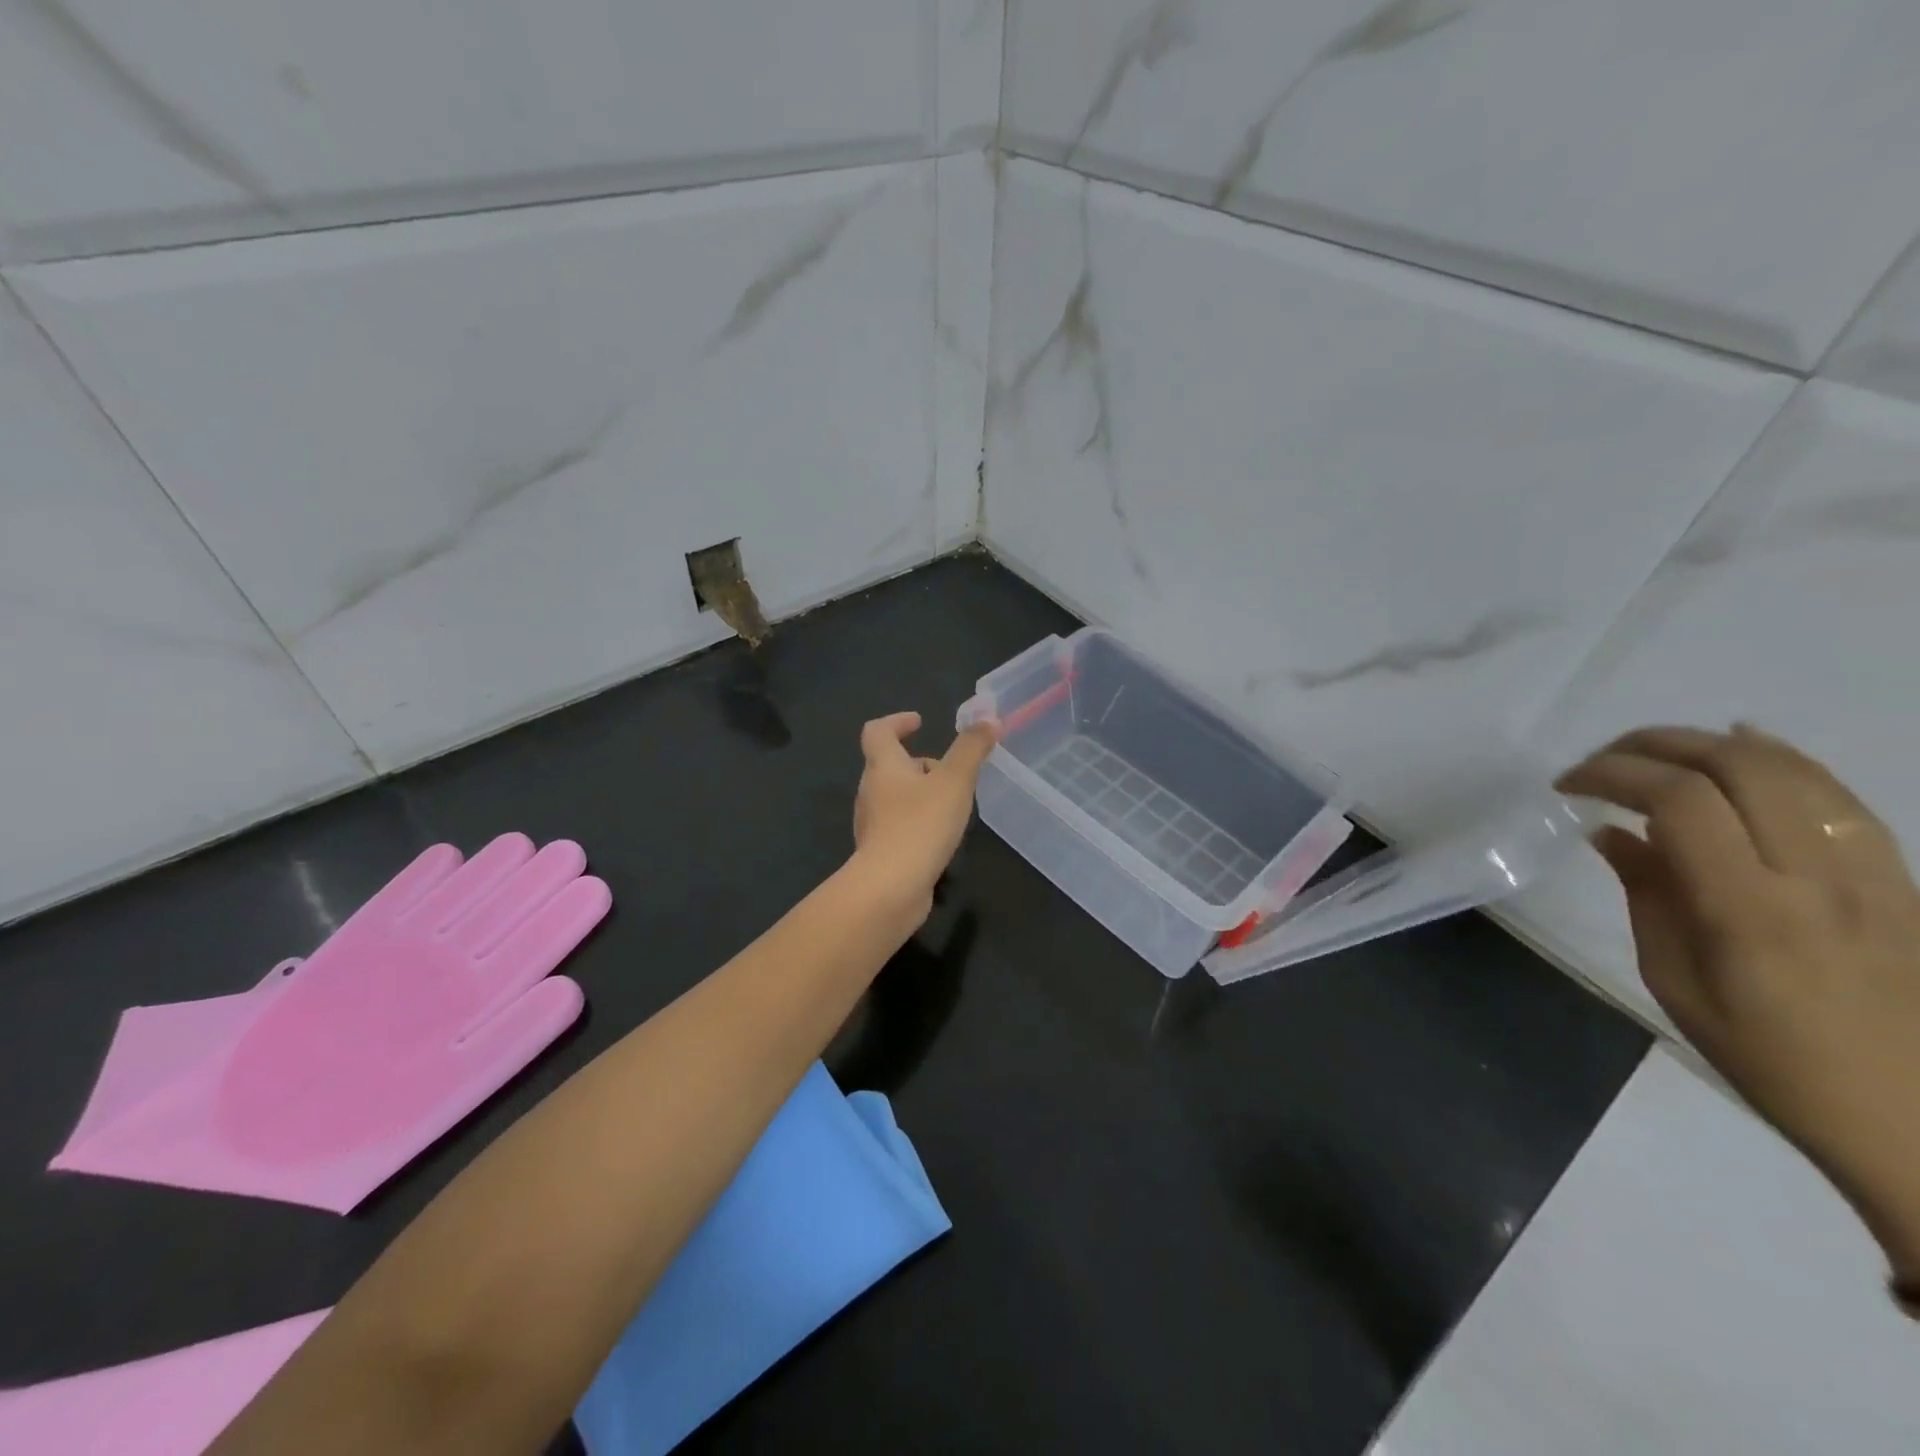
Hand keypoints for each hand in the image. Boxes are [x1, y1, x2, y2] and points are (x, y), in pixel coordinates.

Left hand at [851, 712, 996, 908]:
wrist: (890, 888)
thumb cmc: (920, 825)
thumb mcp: (954, 781)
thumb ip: (971, 749)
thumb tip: (988, 719)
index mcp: (883, 766)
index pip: (877, 731)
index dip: (897, 721)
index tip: (919, 721)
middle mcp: (870, 791)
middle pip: (889, 765)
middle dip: (919, 763)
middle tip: (950, 771)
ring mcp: (873, 823)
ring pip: (896, 797)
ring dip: (921, 794)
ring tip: (954, 805)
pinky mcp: (880, 851)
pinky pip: (899, 826)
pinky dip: (919, 822)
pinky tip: (941, 837)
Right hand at [1558, 725, 1919, 1281]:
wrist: (1915, 1121)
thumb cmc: (1770, 1060)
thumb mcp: (1676, 983)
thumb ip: (1646, 895)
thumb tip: (1611, 833)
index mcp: (1750, 910)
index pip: (1678, 801)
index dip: (1613, 774)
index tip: (1568, 786)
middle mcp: (1818, 876)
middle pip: (1737, 766)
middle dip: (1655, 745)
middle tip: (1603, 761)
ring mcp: (1870, 872)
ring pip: (1794, 769)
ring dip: (1711, 744)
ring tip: (1655, 750)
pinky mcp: (1897, 877)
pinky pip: (1837, 794)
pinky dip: (1782, 758)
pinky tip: (1744, 746)